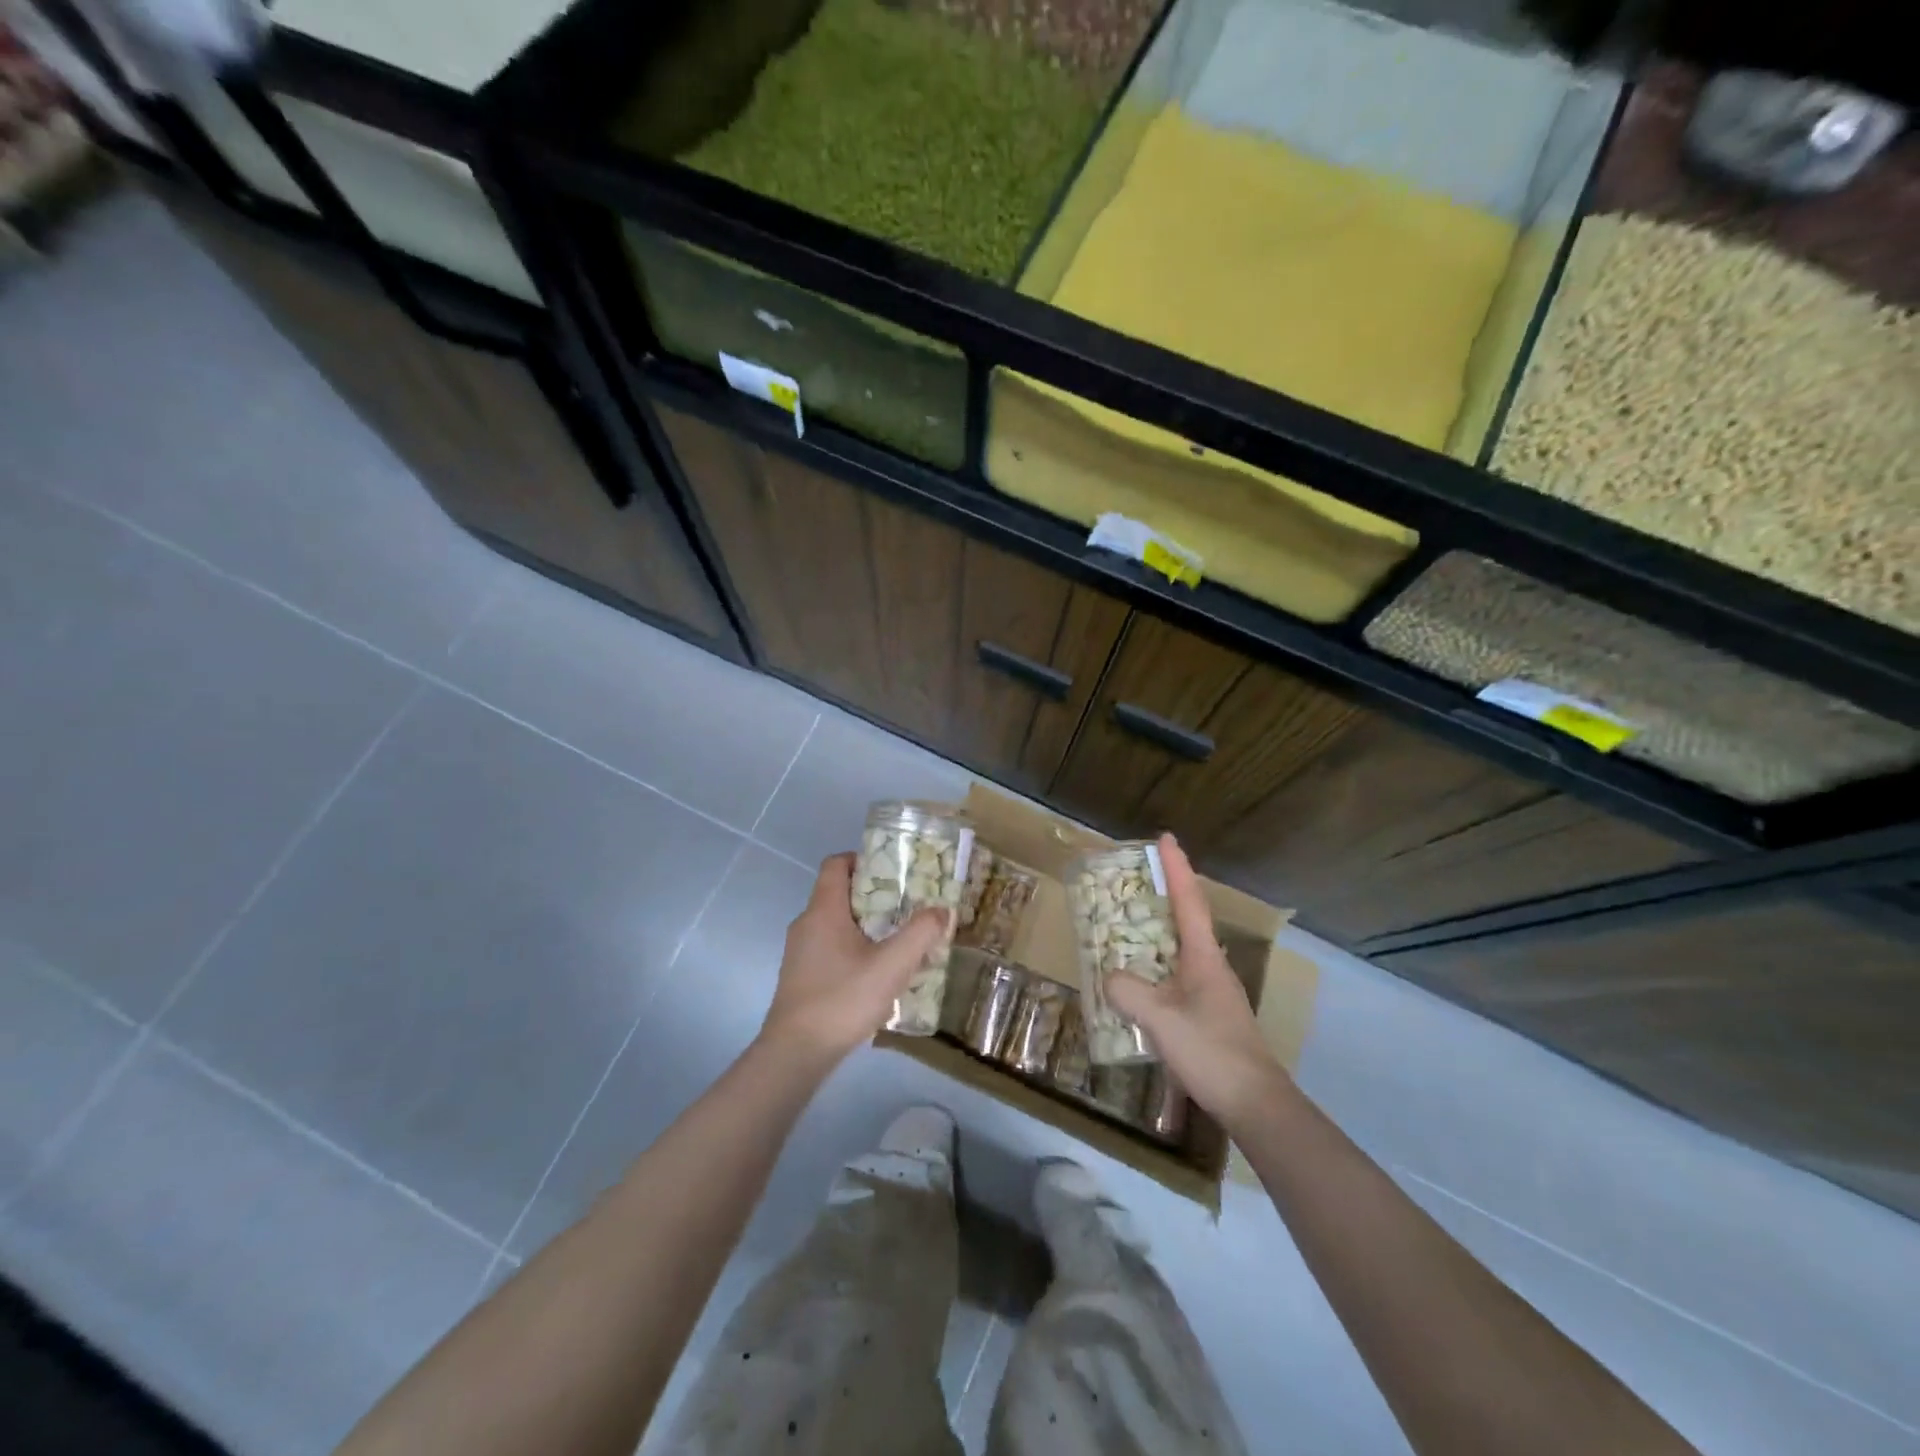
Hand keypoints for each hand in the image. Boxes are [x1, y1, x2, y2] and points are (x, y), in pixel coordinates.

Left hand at [759, 853, 950, 1064]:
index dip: (863, 859)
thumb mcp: (892, 966)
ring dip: (866, 926)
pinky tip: (876, 974)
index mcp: (823, 910)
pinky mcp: (801, 977)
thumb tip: (942, 911)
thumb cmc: (842, 999)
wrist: (795, 1054)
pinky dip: (853, 949)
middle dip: (874, 895)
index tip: (894, 871)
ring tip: (898, 940)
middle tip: (907, 906)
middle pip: (839, 893)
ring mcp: (800, 952)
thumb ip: (920, 934)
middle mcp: (806, 923)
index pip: (836, 864)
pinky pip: (830, 948)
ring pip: (836, 923)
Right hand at [1104, 834, 1285, 1129]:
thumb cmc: (1212, 1052)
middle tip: (1138, 878)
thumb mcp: (1161, 1019)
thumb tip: (1110, 976)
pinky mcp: (1208, 1014)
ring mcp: (1212, 991)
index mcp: (1203, 957)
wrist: (1254, 1103)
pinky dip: (1156, 964)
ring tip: (1130, 924)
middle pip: (1187, 918)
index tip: (1165, 838)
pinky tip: (1139, 980)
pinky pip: (1177, 974)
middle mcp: (1210, 966)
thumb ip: (1129, 992)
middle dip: (1166, 893)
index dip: (1176, 868)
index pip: (1188, 901)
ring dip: (1159, 931)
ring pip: (1181, 948)